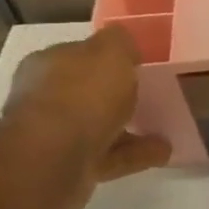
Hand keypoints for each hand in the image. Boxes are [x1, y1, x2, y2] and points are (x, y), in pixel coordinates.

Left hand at [4, 27, 170, 208]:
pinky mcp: (68, 166)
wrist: (54, 157)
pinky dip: (135, 153)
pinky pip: (110, 155)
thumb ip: (120, 42)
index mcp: (48, 64)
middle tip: (148, 96)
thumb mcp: (110, 53)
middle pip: (86, 92)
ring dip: (129, 127)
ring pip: (99, 126)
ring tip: (163, 127)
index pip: (78, 54)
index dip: (107, 57)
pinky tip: (163, 151)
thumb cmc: (82, 95)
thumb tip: (124, 41)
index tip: (136, 64)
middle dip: (113, 94)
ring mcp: (54, 135)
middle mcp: (45, 97)